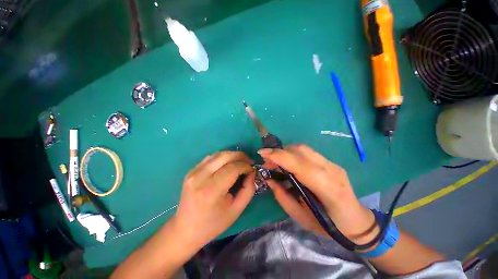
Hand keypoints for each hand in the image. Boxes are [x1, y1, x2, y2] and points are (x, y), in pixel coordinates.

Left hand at [171, 151, 255, 249]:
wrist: (185, 229)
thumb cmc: (213, 223)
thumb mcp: (236, 210)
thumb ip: (248, 189)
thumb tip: (252, 172)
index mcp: (211, 191)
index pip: (233, 168)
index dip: (245, 166)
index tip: (252, 169)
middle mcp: (200, 177)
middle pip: (224, 156)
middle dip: (240, 156)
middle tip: (248, 162)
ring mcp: (193, 173)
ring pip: (217, 154)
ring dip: (231, 155)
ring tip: (239, 162)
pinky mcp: (190, 171)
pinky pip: (210, 158)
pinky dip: (222, 158)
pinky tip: (227, 164)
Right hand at [258, 144, 377, 243]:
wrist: (357, 221)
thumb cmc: (329, 226)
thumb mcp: (301, 217)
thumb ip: (283, 196)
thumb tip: (269, 179)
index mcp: (327, 188)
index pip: (299, 164)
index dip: (279, 156)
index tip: (262, 153)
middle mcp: (331, 170)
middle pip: (300, 150)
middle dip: (279, 152)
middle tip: (267, 161)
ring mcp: (333, 164)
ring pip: (303, 149)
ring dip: (285, 152)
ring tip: (275, 162)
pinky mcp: (331, 162)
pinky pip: (307, 153)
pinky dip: (293, 154)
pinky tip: (288, 163)